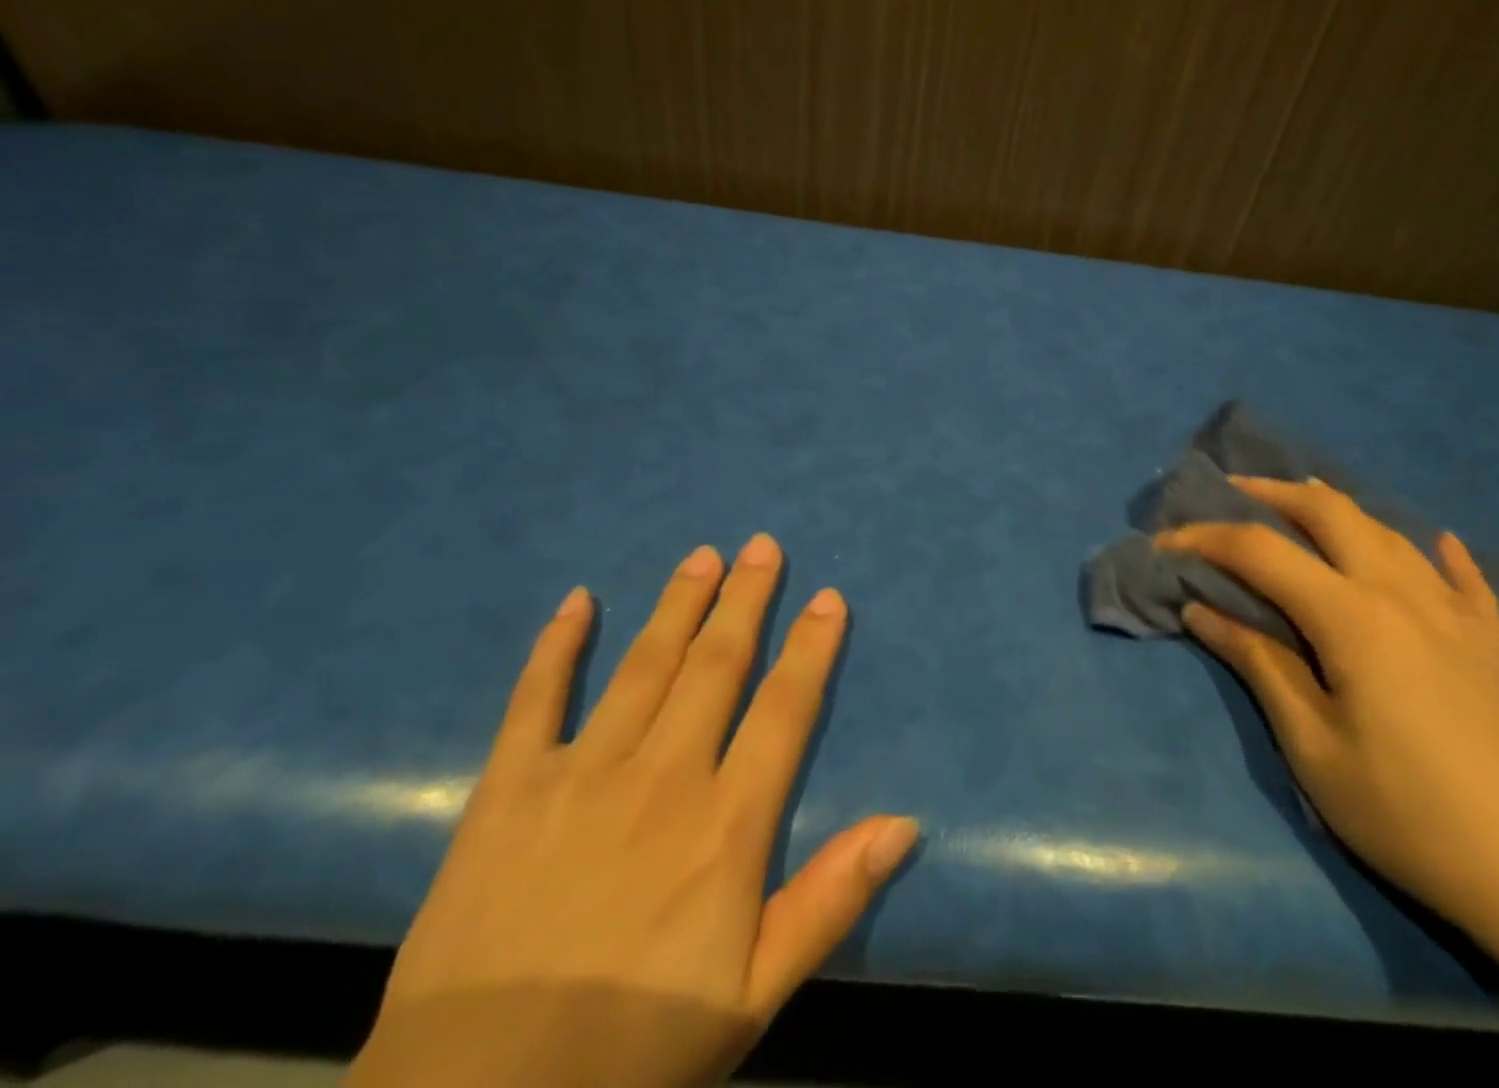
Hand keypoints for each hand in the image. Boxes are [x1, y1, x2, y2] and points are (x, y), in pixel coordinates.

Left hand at [350, 535, 918, 1087]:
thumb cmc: (632, 1051)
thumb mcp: (754, 993)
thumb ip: (831, 899)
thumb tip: (905, 823)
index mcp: (725, 825)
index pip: (783, 710)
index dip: (810, 648)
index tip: (827, 597)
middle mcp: (662, 776)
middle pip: (716, 666)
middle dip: (745, 600)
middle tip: (762, 545)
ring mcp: (582, 773)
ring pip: (644, 665)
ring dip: (678, 605)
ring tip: (703, 556)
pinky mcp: (509, 787)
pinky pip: (536, 700)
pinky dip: (557, 647)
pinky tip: (578, 600)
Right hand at [1164, 482, 1498, 1086]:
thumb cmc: (1411, 814)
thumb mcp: (1314, 748)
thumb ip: (1259, 664)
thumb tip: (1202, 609)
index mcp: (1352, 616)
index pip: (1261, 551)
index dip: (1205, 538)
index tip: (1164, 543)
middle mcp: (1402, 592)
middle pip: (1329, 512)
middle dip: (1271, 493)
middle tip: (1231, 495)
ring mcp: (1456, 611)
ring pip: (1387, 529)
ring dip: (1336, 510)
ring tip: (1302, 509)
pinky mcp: (1494, 639)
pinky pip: (1462, 575)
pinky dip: (1435, 551)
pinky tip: (1434, 544)